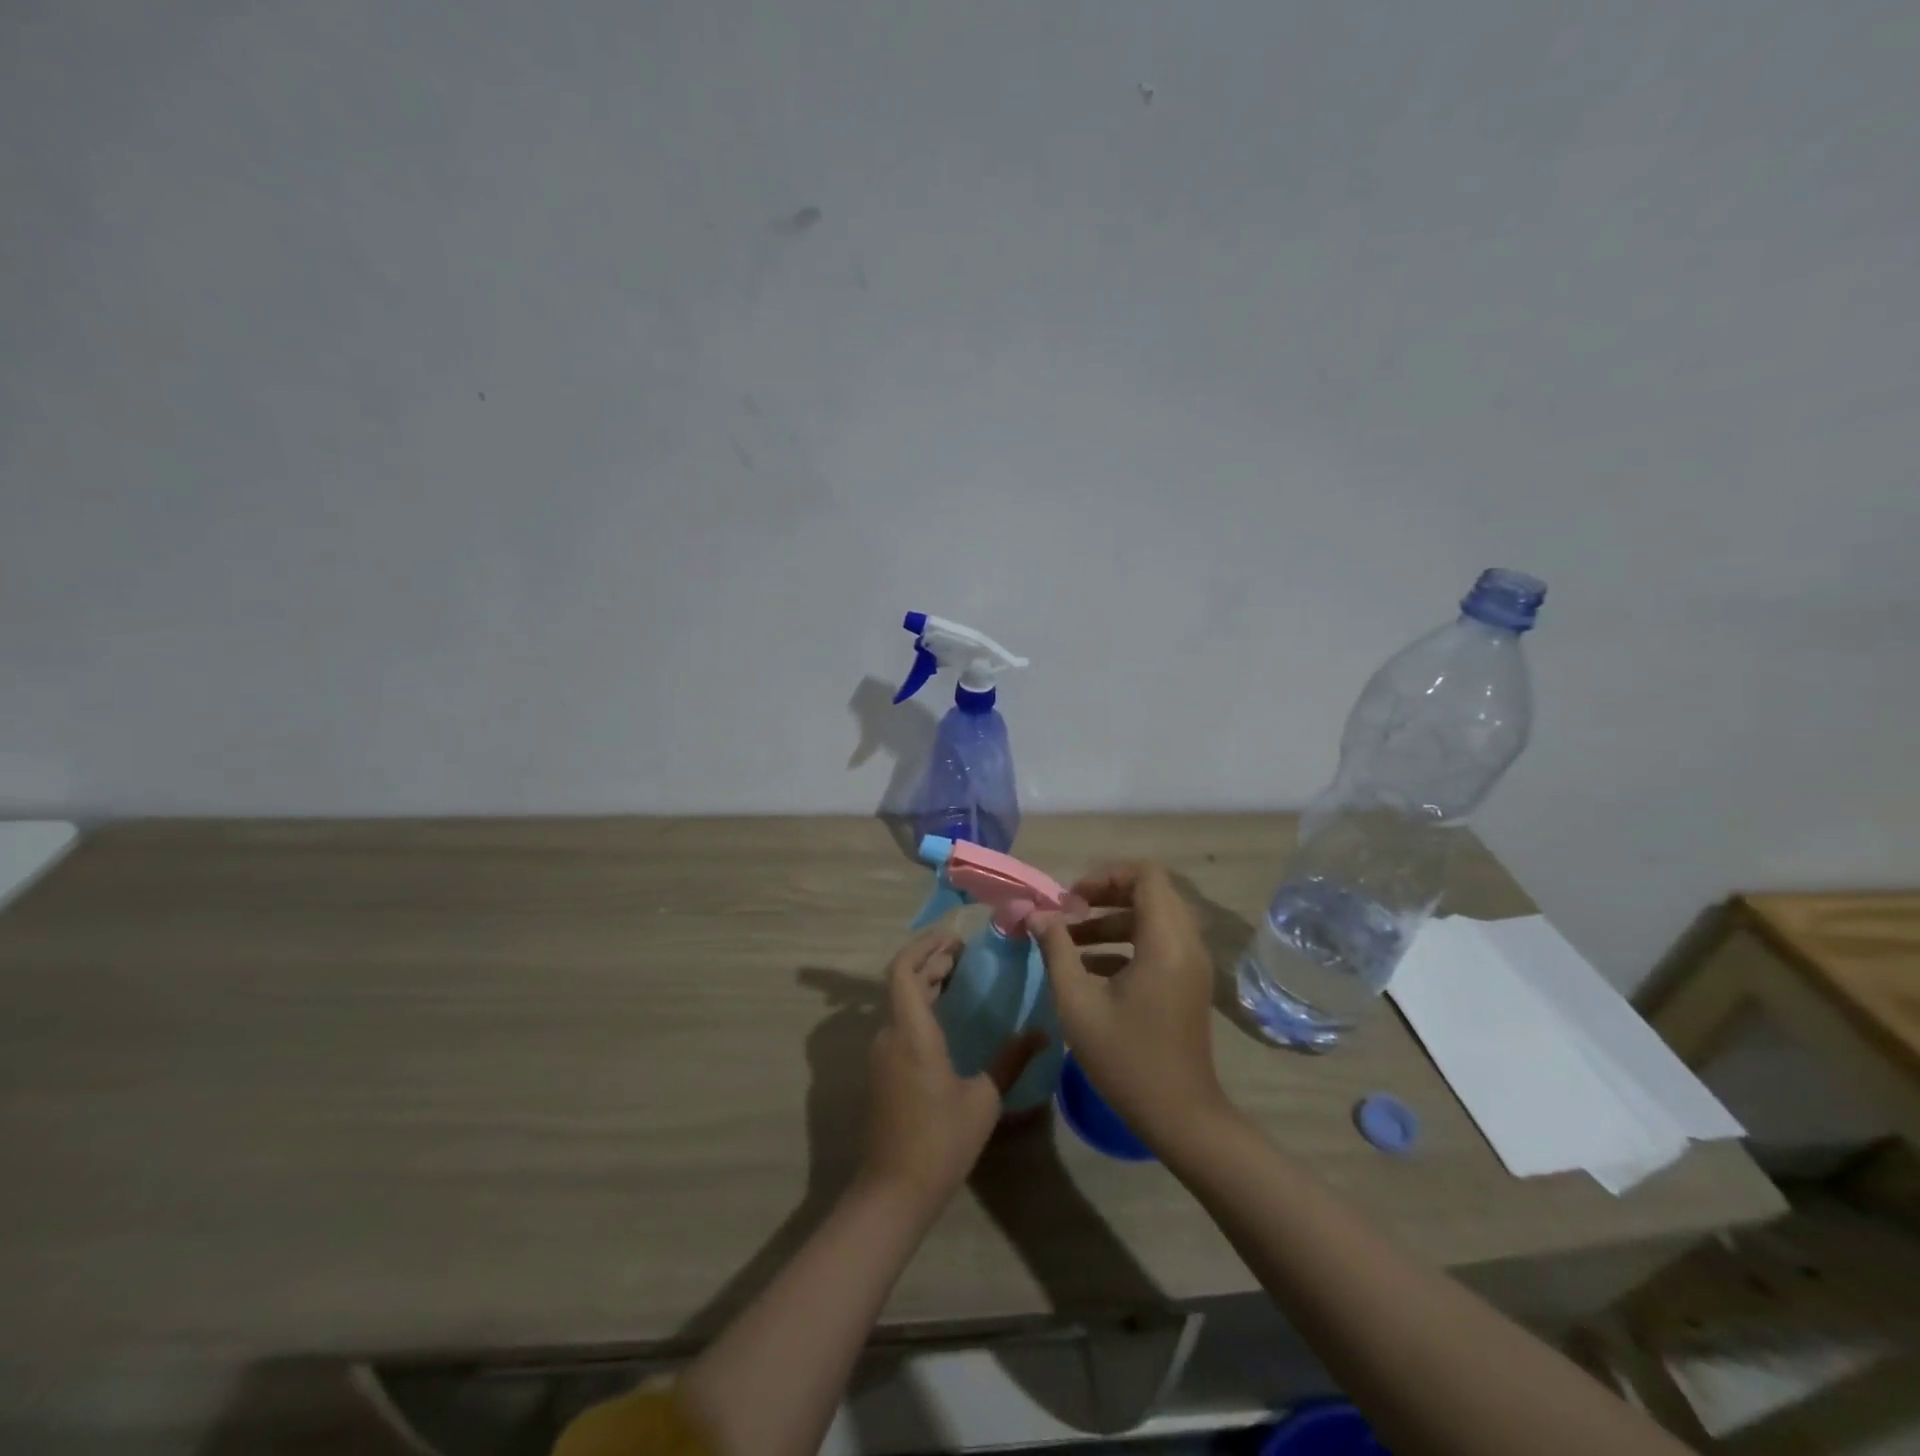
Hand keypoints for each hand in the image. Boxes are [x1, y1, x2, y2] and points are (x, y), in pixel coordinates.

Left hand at [860, 929, 1046, 1217]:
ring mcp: (882, 1054)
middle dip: (931, 961)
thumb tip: (1043, 1032)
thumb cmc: (940, 1141)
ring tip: (960, 976)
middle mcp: (890, 1035)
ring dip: (926, 983)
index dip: (924, 945)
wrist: (893, 1192)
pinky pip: (900, 1023)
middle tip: (965, 953)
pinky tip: (947, 1016)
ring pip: (901, 1002)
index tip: (953, 936)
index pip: (904, 969)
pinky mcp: (884, 1071)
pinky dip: (921, 1007)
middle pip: (903, 982)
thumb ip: (1010, 1060)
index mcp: (911, 1032)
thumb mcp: (983, 1100)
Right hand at [1031, 862, 1228, 1150]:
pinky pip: (1158, 943)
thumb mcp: (1078, 1003)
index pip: (1146, 875)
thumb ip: (1056, 950)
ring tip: (1068, 940)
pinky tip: (1088, 967)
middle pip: (1150, 893)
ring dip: (1111, 921)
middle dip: (1105, 896)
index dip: (1105, 876)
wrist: (1181, 1116)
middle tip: (1068, 913)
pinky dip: (1125, 944)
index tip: (1071, 899)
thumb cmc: (1126, 1058)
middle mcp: (1186, 943)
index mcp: (1165, 941)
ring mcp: (1191, 964)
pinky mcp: (1188, 983)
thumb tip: (1036, 915)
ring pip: (1152, 919)